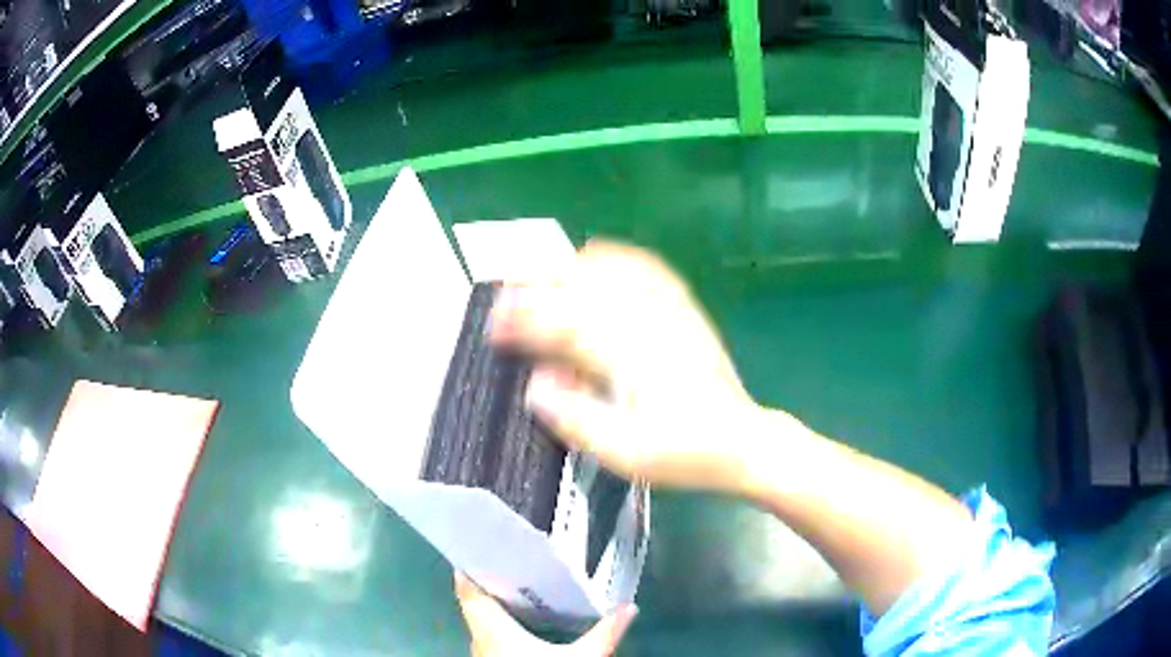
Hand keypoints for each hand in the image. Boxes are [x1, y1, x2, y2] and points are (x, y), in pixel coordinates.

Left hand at [454, 573, 636, 655]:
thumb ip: (604, 632)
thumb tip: (629, 607)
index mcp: (492, 628)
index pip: (467, 590)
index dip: (469, 566)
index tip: (483, 546)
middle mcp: (480, 637)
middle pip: (473, 602)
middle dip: (488, 582)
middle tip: (514, 560)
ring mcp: (483, 652)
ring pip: (480, 621)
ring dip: (493, 604)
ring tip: (520, 584)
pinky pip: (488, 635)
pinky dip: (499, 623)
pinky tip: (523, 620)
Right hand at [489, 240, 771, 493]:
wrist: (740, 441)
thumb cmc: (681, 452)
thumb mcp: (622, 451)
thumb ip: (573, 415)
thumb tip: (535, 381)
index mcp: (628, 354)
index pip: (561, 322)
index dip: (521, 320)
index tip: (494, 327)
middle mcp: (646, 319)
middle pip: (581, 284)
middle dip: (536, 285)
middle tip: (506, 295)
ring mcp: (668, 308)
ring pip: (609, 268)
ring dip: (567, 267)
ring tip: (539, 276)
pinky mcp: (684, 308)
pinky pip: (645, 267)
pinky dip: (614, 257)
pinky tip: (597, 258)